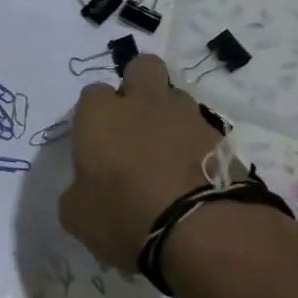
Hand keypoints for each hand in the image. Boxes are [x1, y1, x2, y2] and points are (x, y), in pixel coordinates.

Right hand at [58, 55, 221, 269]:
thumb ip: (77, 190)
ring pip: (174, 97)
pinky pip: (200, 130)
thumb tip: (85, 188)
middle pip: (141, 67)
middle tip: (132, 123)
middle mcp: (143, 103)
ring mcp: (187, 116)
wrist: (199, 230)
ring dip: (167, 116)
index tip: (94, 142)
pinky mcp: (220, 137)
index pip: (91, 94)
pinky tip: (189, 174)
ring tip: (165, 155)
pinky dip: (193, 144)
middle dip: (136, 85)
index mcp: (101, 115)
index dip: (93, 115)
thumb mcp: (77, 215)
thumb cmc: (124, 216)